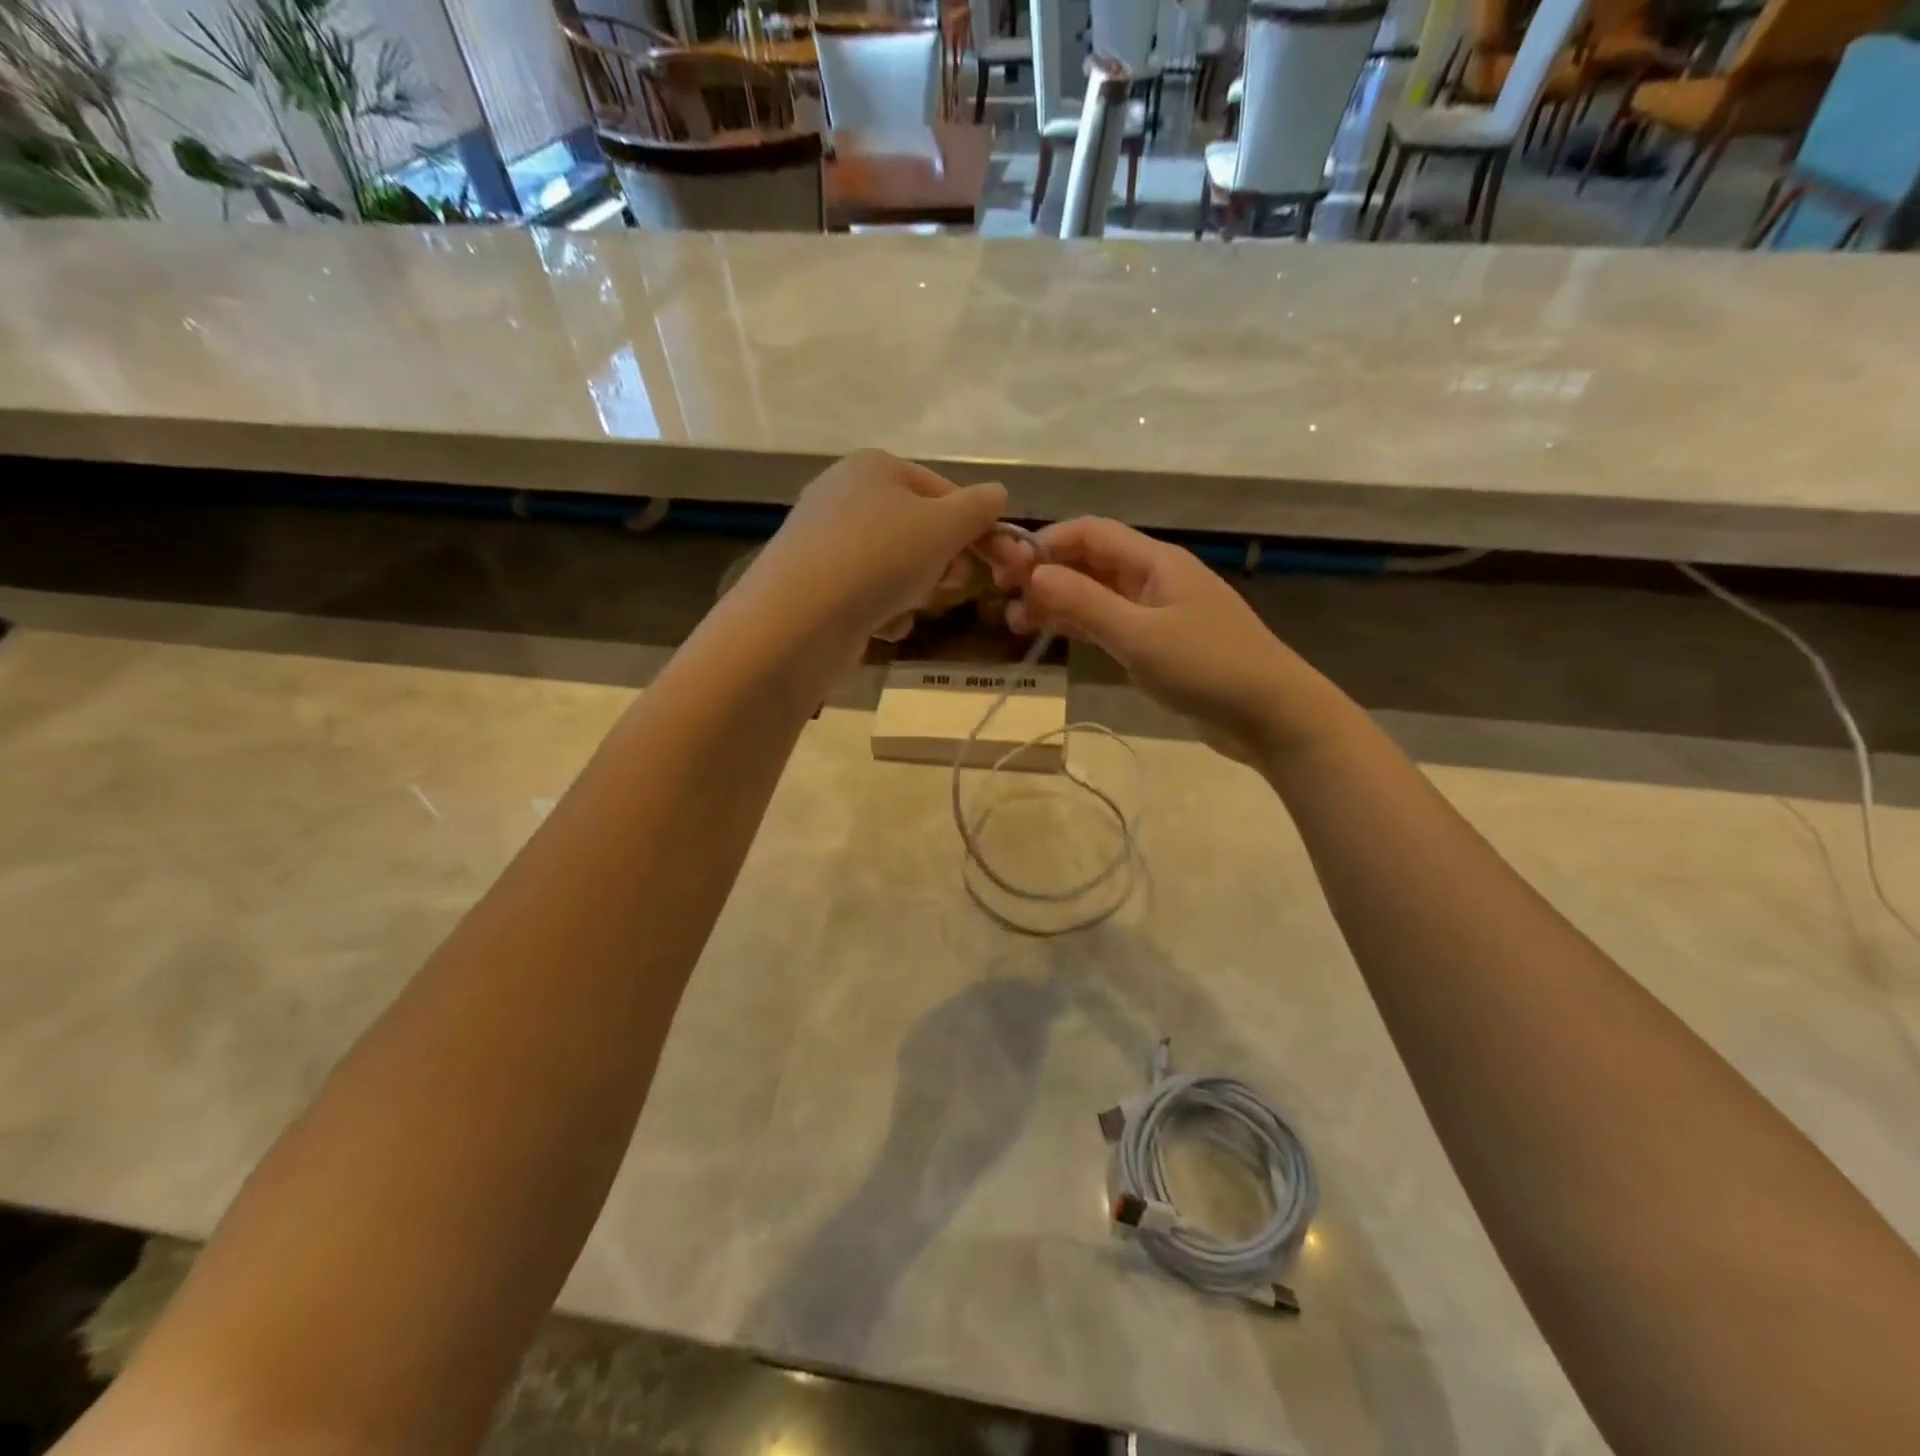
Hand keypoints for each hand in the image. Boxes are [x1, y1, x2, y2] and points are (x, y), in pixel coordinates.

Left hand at [741, 450, 1013, 647]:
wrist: (802, 616)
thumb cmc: (882, 556)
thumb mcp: (945, 525)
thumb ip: (979, 507)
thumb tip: (998, 494)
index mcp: (875, 466)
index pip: (942, 489)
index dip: (973, 525)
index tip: (996, 560)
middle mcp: (845, 494)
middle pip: (918, 529)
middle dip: (942, 561)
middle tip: (952, 584)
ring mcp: (825, 541)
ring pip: (895, 566)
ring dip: (915, 591)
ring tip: (909, 607)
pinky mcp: (814, 584)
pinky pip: (866, 594)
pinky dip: (883, 611)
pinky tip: (883, 628)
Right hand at [998, 518, 1343, 763]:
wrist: (1272, 715)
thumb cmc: (1207, 668)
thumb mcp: (1139, 635)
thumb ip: (1085, 603)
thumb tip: (1033, 572)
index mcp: (1155, 561)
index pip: (1089, 533)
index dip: (1044, 544)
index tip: (1004, 568)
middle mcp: (1154, 578)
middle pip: (1090, 562)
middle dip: (1046, 574)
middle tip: (1004, 601)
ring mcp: (1158, 611)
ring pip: (1097, 594)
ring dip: (1059, 602)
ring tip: (1018, 624)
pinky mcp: (1160, 643)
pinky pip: (1111, 622)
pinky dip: (1081, 626)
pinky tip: (1055, 637)